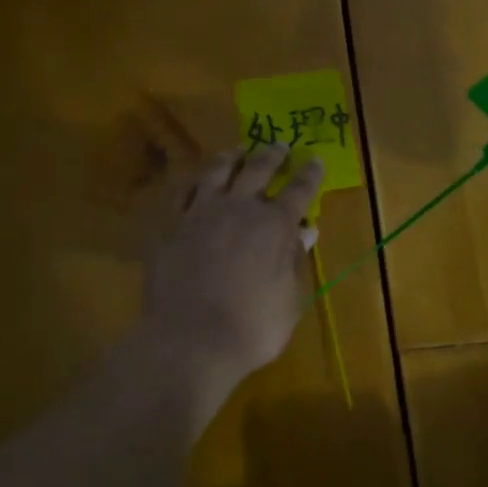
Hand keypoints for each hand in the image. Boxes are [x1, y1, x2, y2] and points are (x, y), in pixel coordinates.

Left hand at [141, 144, 323, 387]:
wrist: (189, 341)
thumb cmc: (251, 328)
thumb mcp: (289, 300)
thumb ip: (295, 261)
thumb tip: (305, 231)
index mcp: (274, 225)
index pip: (299, 189)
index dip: (310, 173)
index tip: (316, 159)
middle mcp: (239, 209)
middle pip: (258, 169)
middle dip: (272, 155)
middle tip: (279, 145)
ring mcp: (201, 214)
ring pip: (217, 172)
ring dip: (231, 158)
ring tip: (237, 151)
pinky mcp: (171, 227)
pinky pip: (182, 195)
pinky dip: (194, 184)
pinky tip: (196, 183)